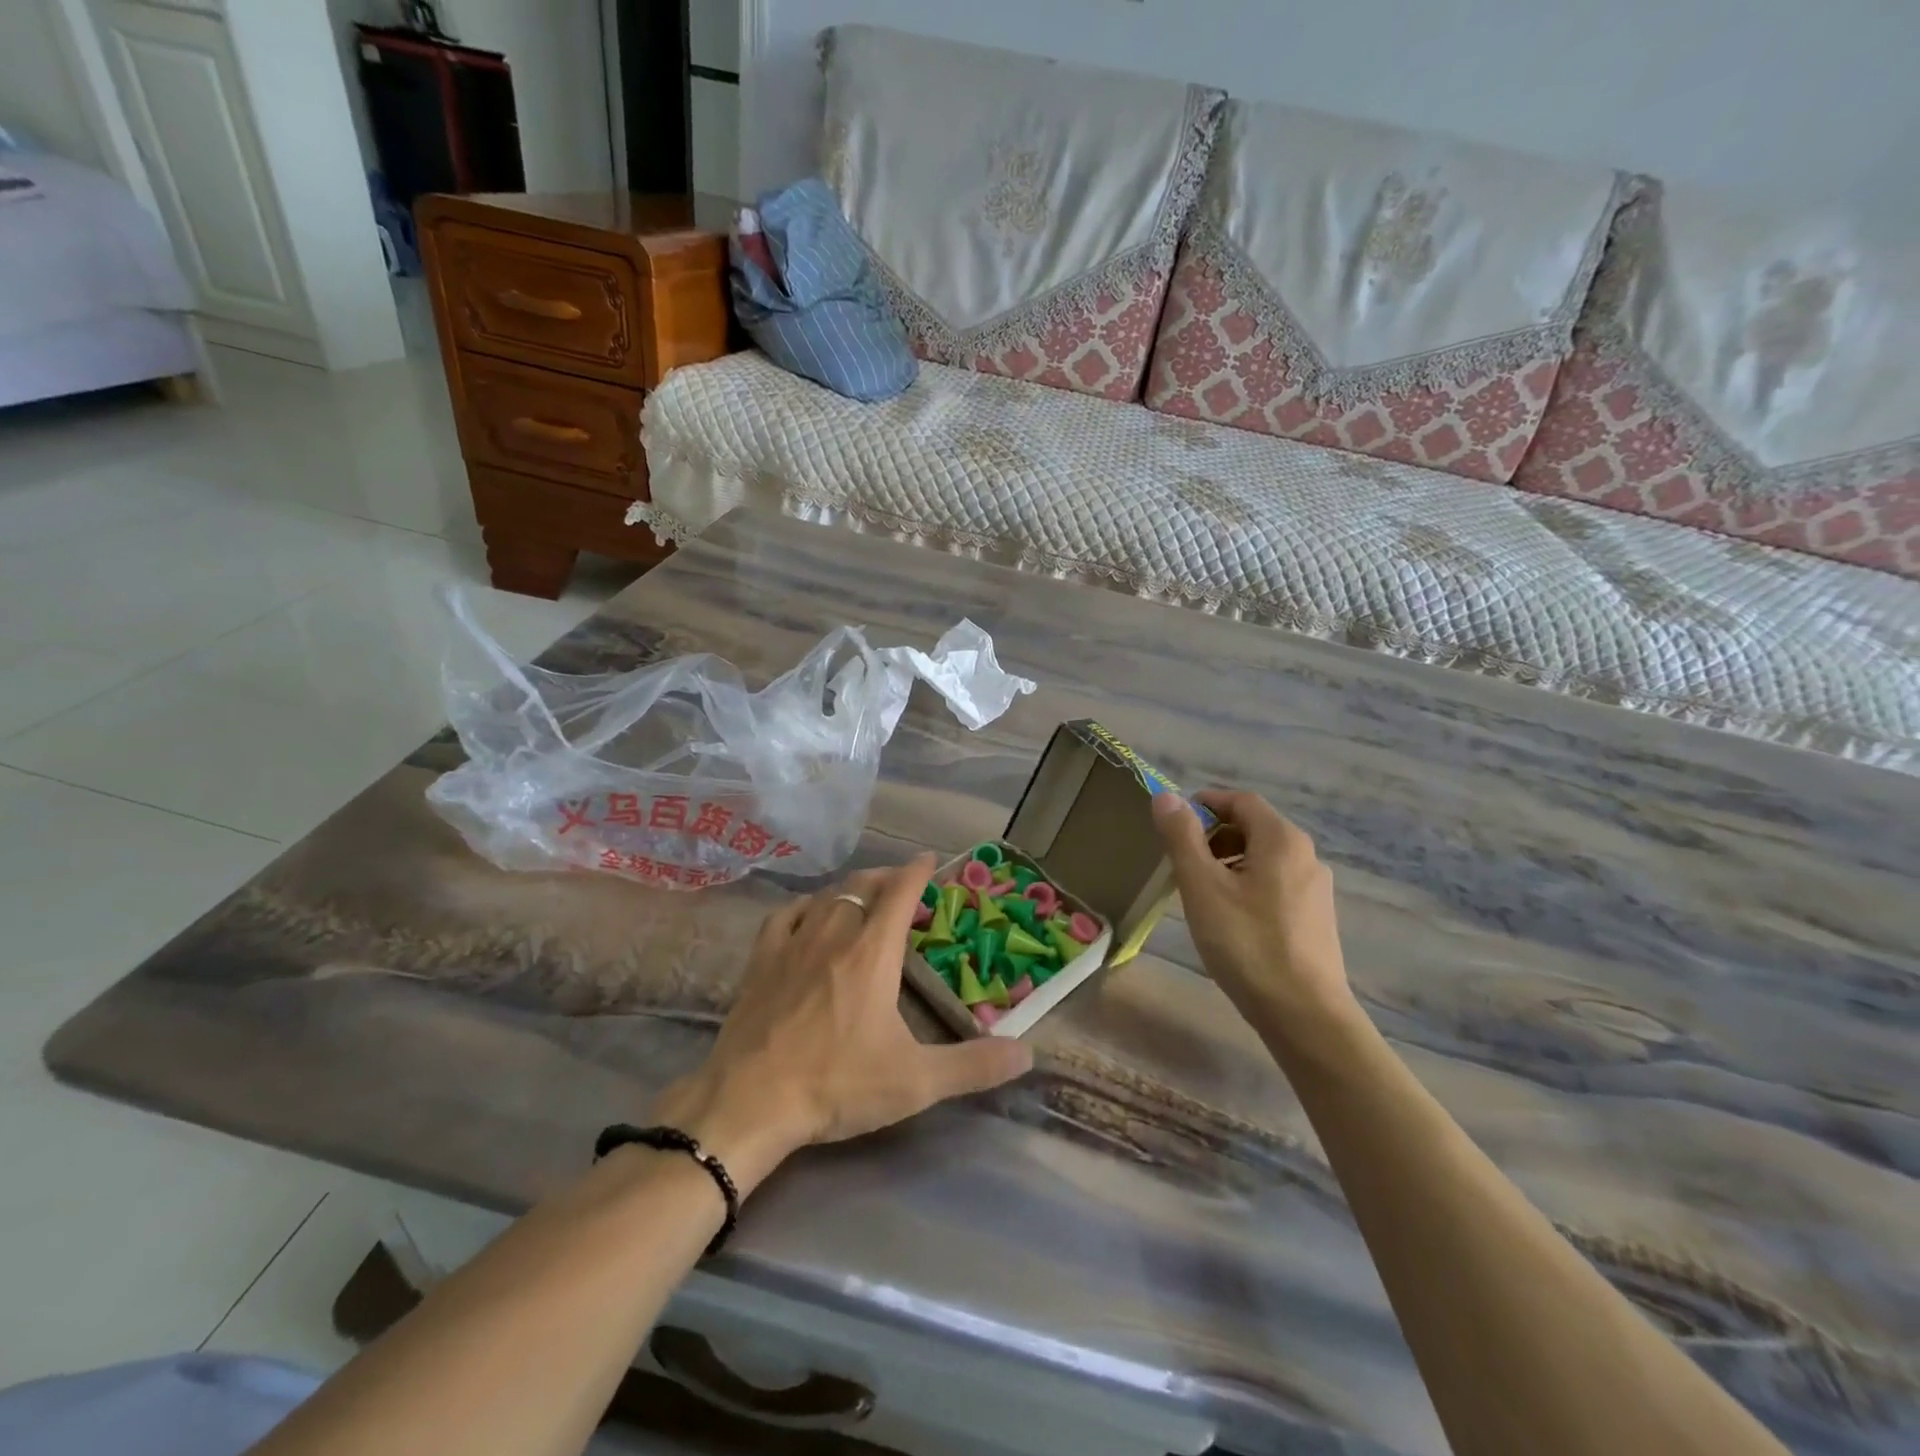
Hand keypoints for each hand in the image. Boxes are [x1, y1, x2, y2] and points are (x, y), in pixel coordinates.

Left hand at [651, 856, 1033, 1194]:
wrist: (749, 1102)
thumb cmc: (837, 1085)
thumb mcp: (916, 1082)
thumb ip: (974, 1066)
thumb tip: (1027, 1052)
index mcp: (872, 954)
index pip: (899, 893)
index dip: (916, 871)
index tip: (929, 858)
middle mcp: (833, 936)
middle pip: (862, 887)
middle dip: (885, 877)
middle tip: (901, 883)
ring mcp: (791, 946)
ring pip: (826, 898)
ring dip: (850, 889)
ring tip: (862, 894)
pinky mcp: (760, 963)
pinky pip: (785, 916)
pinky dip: (805, 907)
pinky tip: (807, 915)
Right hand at [1151, 789, 1360, 1052]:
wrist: (1304, 1015)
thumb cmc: (1246, 943)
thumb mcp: (1202, 886)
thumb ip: (1182, 837)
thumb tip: (1166, 796)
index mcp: (1281, 839)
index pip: (1241, 801)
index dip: (1205, 803)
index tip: (1172, 823)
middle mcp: (1305, 855)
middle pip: (1254, 827)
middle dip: (1213, 835)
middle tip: (1181, 861)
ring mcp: (1315, 889)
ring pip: (1264, 858)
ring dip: (1228, 861)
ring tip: (1200, 892)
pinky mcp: (1316, 918)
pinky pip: (1275, 884)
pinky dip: (1247, 885)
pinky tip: (1230, 919)